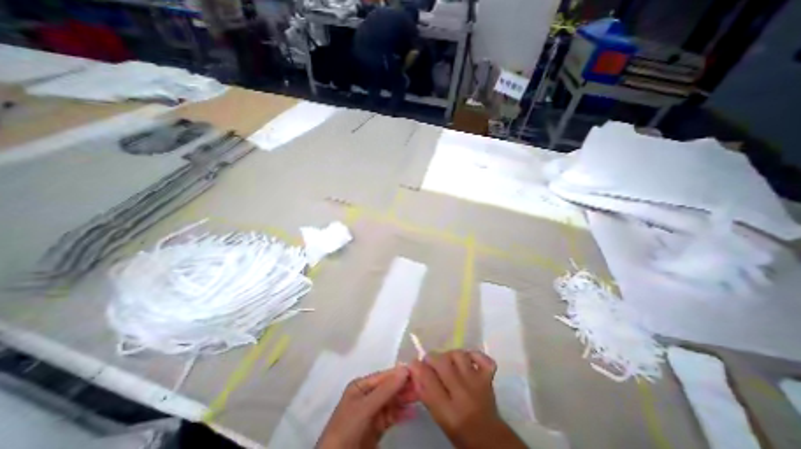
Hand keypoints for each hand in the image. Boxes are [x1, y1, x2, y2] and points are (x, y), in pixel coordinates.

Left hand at [316, 367, 415, 446]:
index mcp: (361, 386)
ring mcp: (373, 412)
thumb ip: (385, 389)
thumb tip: (405, 369)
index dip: (399, 374)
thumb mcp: (365, 407)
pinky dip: (402, 414)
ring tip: (421, 396)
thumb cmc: (347, 428)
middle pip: (389, 388)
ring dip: (405, 399)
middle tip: (422, 384)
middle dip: (404, 386)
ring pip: (392, 401)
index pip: (384, 377)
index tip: (417, 371)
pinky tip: (413, 412)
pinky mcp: (377, 427)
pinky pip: (392, 416)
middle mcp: (368, 396)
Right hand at [409, 352, 529, 447]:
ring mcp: (478, 383)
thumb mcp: (438, 417)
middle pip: (442, 362)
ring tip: (447, 362)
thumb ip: (426, 394)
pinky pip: (481, 357)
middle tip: (430, 363)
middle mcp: (463, 395)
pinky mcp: (488, 377)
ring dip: (449, 355)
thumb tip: (415, 371)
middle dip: (431, 358)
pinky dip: (473, 354)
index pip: (428, 380)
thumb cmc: (459, 430)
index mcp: (448, 411)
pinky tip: (467, 360)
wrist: (489, 439)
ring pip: (459, 355)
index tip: (414, 363)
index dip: (417, 367)